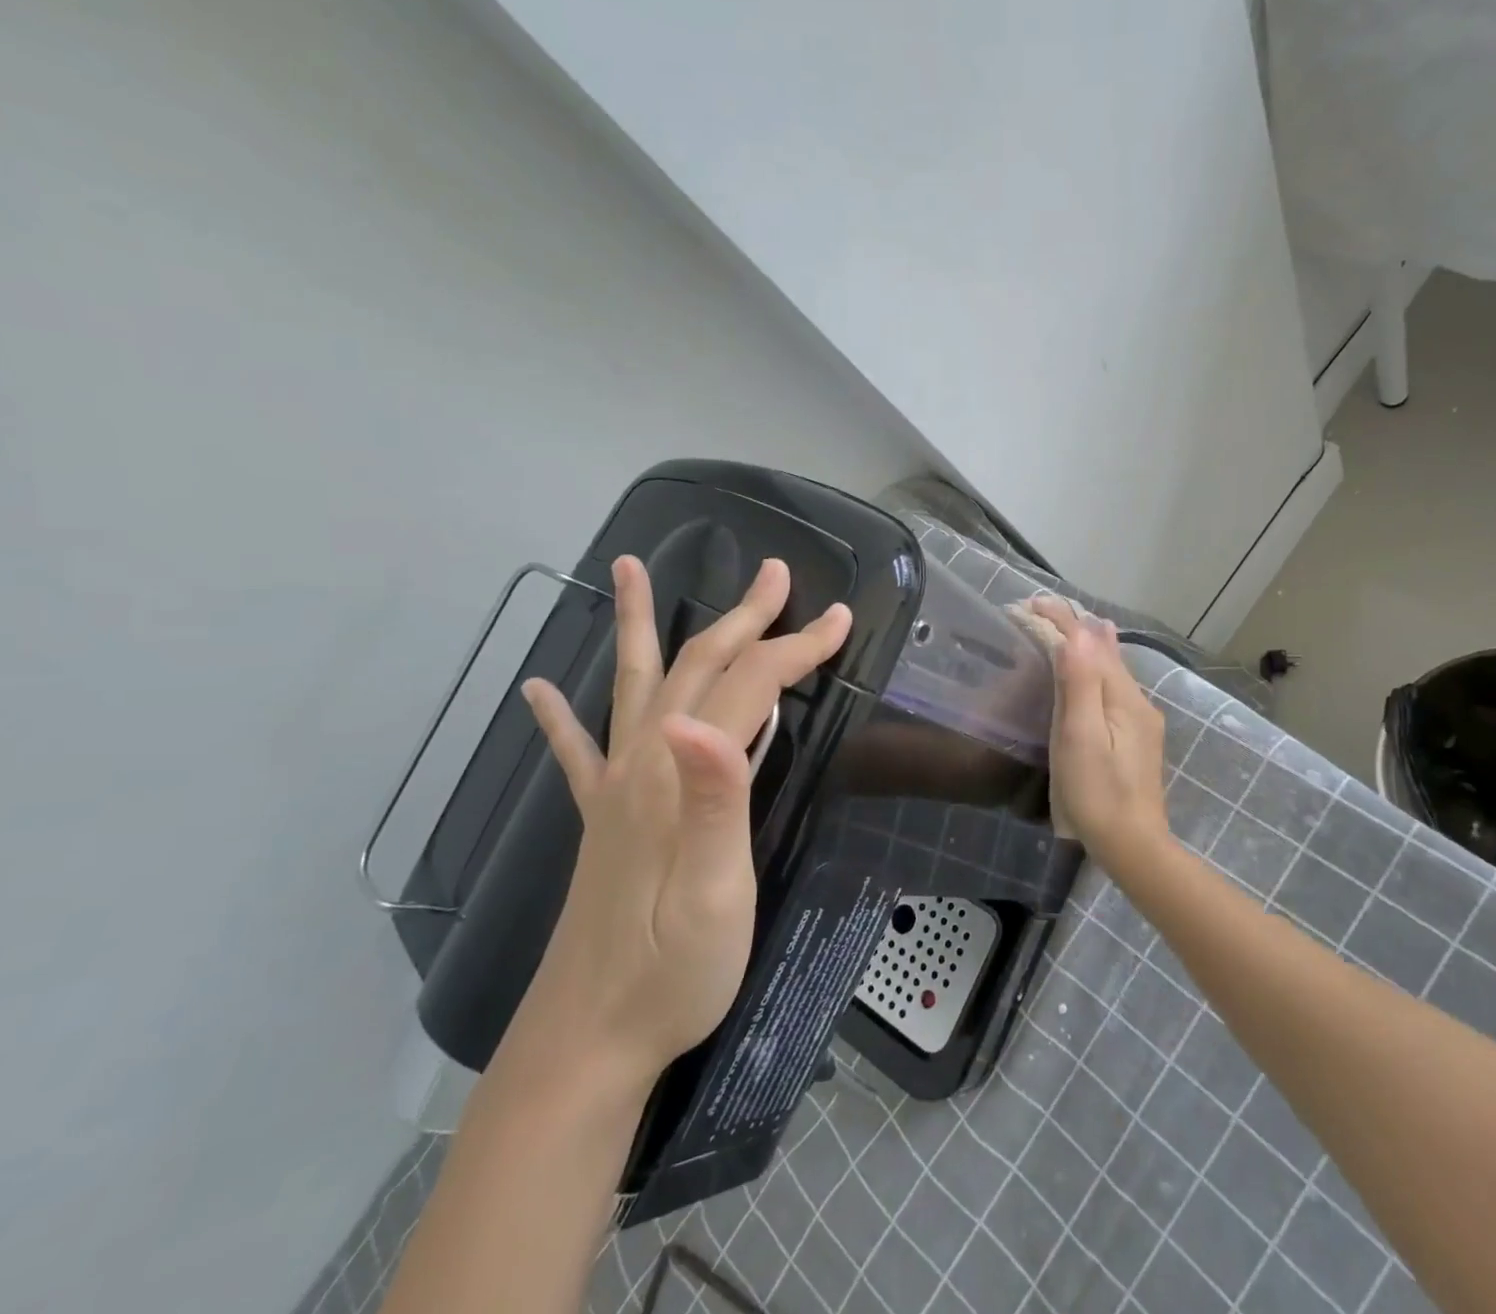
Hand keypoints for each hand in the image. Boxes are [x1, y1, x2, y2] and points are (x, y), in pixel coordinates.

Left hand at [516, 555, 850, 1078]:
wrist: (588, 1042)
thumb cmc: (673, 971)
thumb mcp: (716, 891)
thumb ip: (714, 800)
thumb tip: (701, 718)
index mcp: (676, 776)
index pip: (745, 686)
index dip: (795, 647)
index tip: (840, 619)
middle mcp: (640, 765)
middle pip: (695, 668)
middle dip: (742, 617)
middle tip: (774, 574)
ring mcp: (614, 790)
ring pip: (632, 685)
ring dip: (637, 624)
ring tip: (627, 568)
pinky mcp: (601, 820)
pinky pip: (577, 753)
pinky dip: (560, 716)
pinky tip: (540, 690)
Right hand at [1027, 597, 1170, 875]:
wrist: (1134, 847)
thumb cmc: (1097, 793)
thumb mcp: (1081, 737)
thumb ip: (1079, 684)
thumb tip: (1076, 631)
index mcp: (1123, 698)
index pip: (1091, 645)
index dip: (1062, 621)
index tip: (1032, 602)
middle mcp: (1138, 701)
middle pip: (1106, 652)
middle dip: (1076, 627)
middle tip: (1043, 608)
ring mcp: (1140, 721)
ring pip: (1113, 669)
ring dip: (1089, 645)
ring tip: (1075, 624)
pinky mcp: (1136, 739)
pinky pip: (1114, 687)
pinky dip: (1098, 667)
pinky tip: (1099, 668)